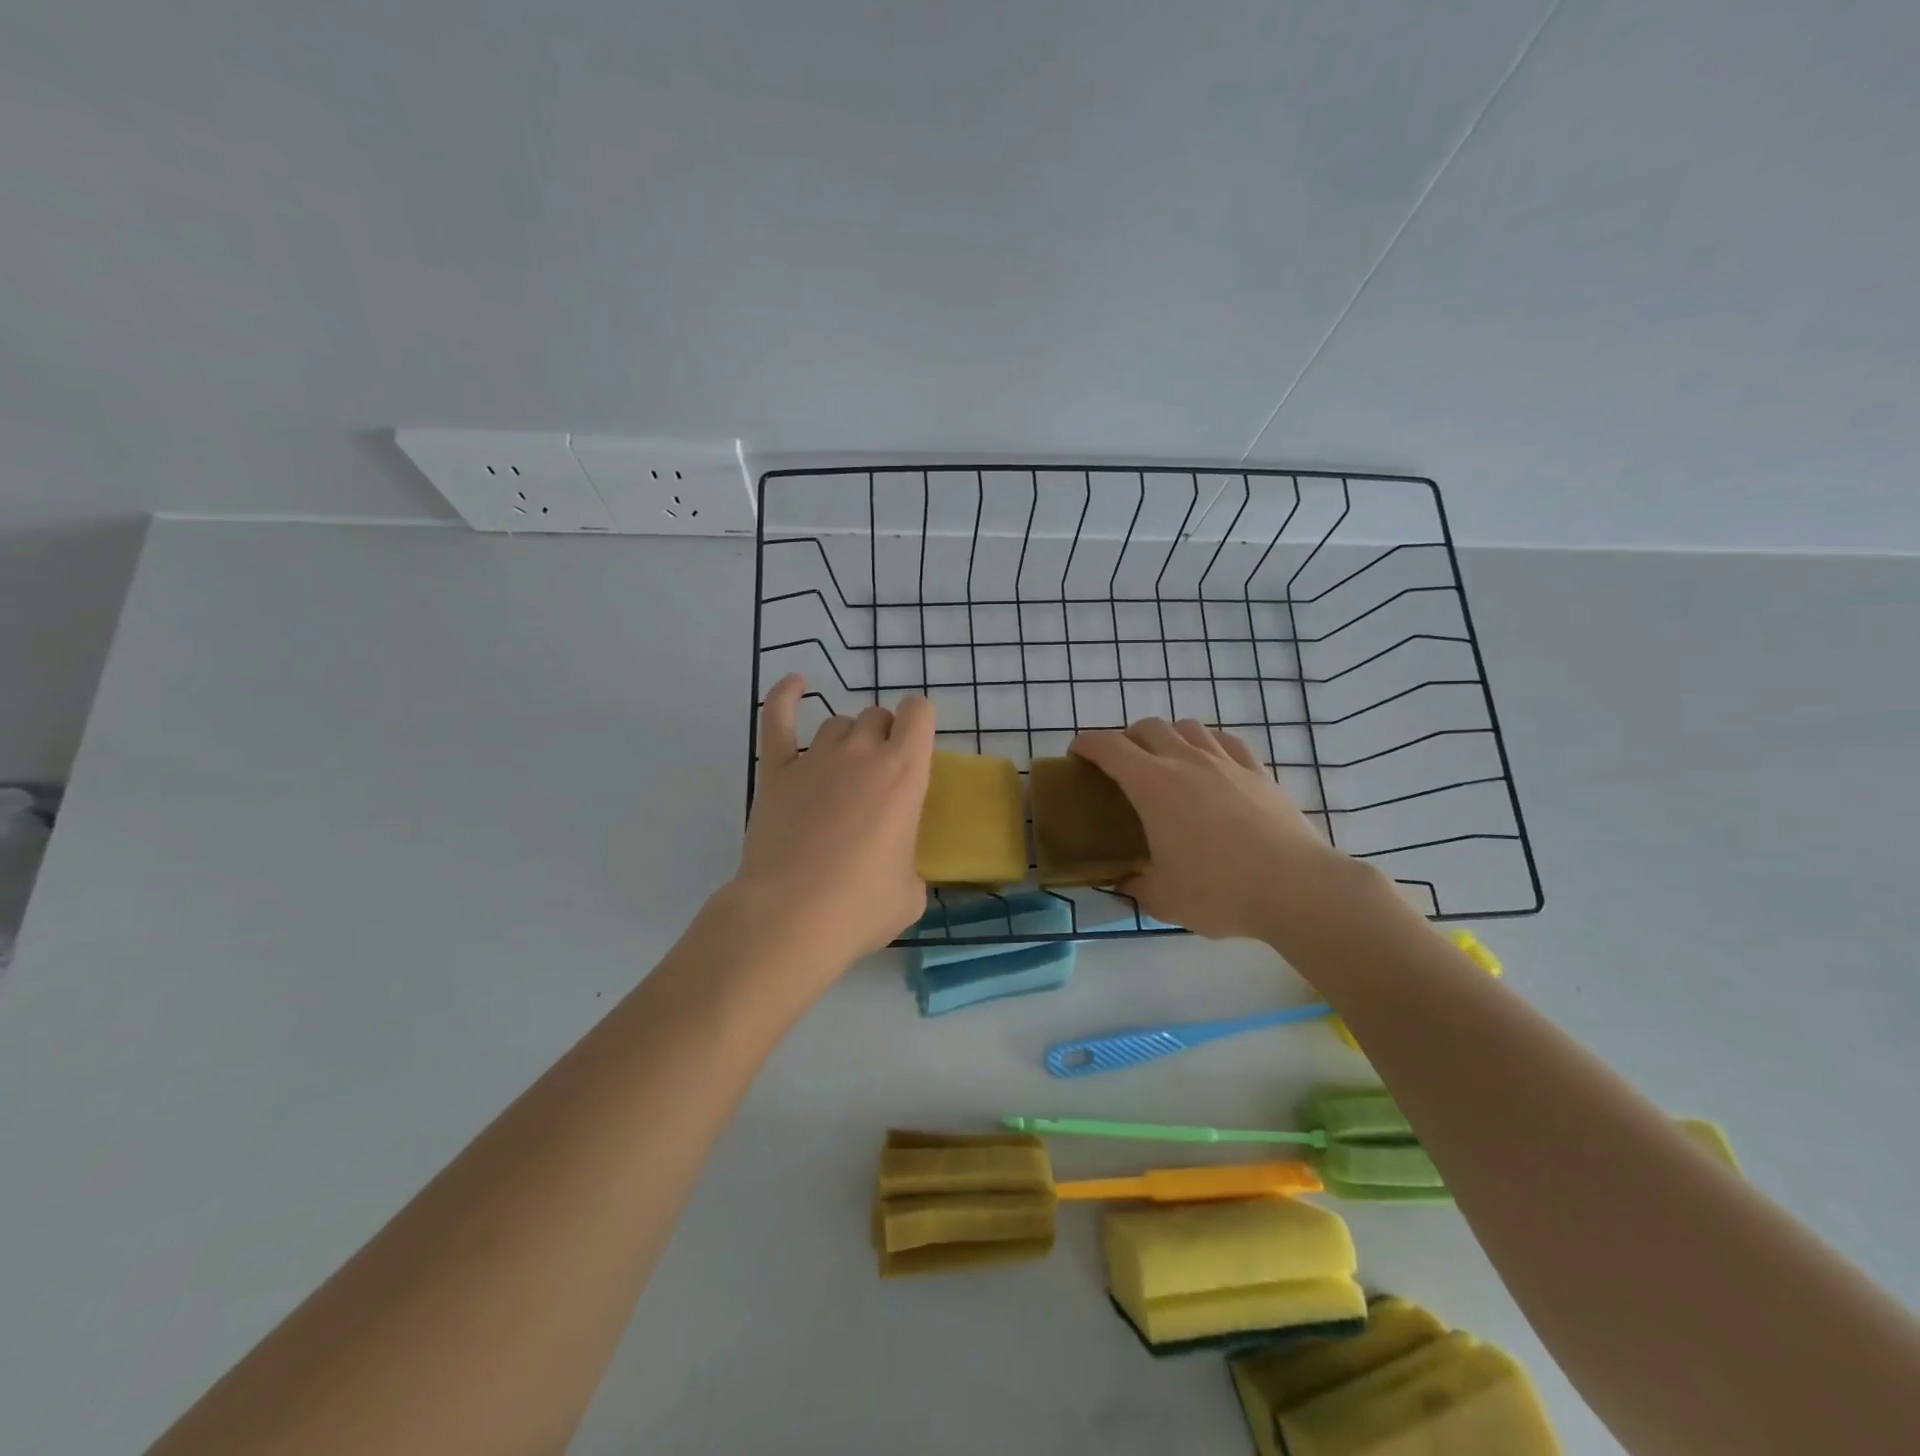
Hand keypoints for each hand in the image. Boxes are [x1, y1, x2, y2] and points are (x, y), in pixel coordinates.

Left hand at [729, 674, 934, 969]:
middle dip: (884, 736)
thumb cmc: (860, 907)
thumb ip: (908, 863)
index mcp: (905, 773)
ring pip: (837, 723)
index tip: (917, 744)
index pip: (919, 713)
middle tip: (880, 776)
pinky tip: (796, 684)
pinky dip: (786, 696)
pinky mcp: (776, 773)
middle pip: (877, 716)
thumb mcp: (910, 892)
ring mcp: (815, 759)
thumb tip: (894, 867)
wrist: (790, 918)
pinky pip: (778, 719)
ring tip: (844, 769)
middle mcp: (862, 754)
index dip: (920, 721)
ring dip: (848, 737)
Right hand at [1069, 717, 1364, 940]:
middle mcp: (1186, 761)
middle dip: (1127, 738)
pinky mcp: (1258, 772)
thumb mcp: (1163, 899)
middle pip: (1148, 727)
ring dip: (1168, 736)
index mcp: (1152, 785)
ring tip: (1167, 761)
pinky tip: (1211, 763)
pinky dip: (1208, 744)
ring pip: (1188, 727)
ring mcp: (1226, 762)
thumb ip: (1134, 886)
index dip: (1087, 743)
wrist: (1296, 888)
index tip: (1077, 752)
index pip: (1109, 747)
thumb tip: (1121, 883)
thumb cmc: (1219, 890)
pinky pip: (1226, 741)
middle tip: (1122, 765)